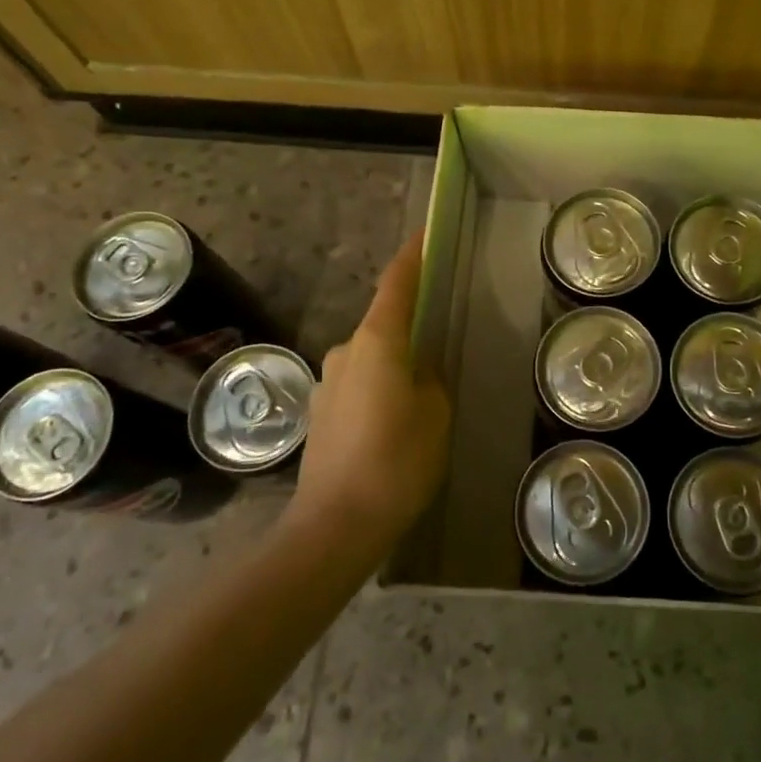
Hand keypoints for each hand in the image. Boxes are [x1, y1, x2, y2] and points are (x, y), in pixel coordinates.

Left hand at [289, 231, 450, 551]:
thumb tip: (419, 370)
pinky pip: (358, 385)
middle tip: (440, 349)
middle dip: (410, 330)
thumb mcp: (435, 414)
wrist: (334, 525)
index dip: (412, 257)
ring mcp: (327, 382)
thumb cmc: (396, 461)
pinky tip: (392, 426)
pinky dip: (378, 391)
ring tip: (420, 401)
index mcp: (376, 342)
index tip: (426, 235)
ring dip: (393, 367)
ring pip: (371, 360)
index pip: (395, 285)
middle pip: (382, 325)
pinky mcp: (319, 413)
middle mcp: (345, 352)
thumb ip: (431, 379)